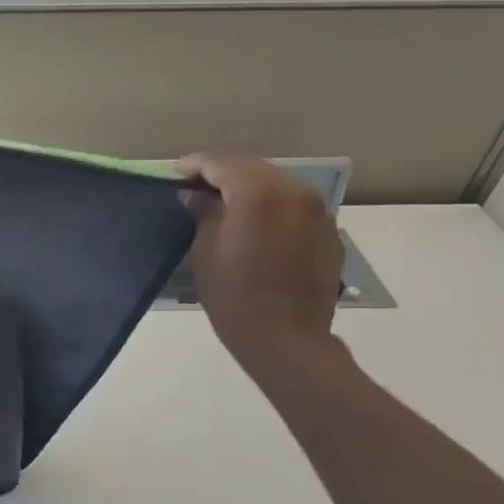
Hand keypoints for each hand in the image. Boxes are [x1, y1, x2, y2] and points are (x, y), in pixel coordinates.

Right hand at [175, 154, 342, 374]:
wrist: (287, 339)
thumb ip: (204, 214)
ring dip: (248, 188)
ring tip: (223, 202)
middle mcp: (293, 191)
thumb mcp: (206, 252)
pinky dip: (270, 206)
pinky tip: (253, 223)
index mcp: (258, 193)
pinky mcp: (327, 231)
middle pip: (252, 168)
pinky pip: (292, 205)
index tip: (175, 173)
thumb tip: (198, 196)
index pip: (222, 164)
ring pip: (276, 184)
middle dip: (223, 173)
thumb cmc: (234, 296)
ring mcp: (316, 211)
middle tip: (196, 185)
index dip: (195, 165)